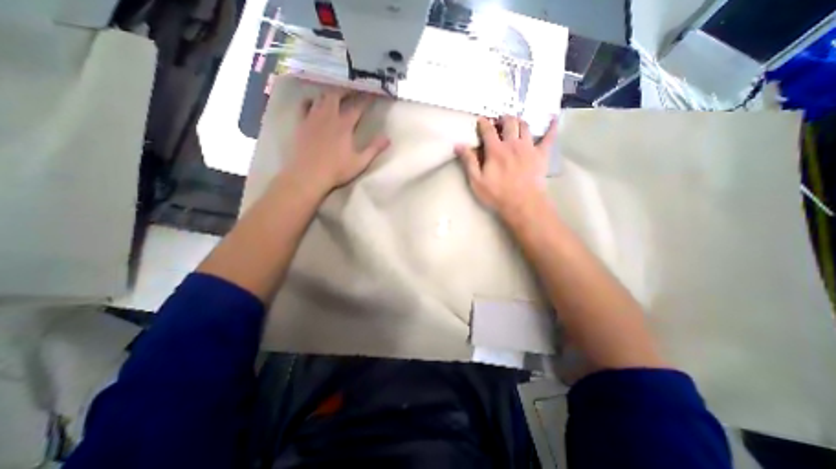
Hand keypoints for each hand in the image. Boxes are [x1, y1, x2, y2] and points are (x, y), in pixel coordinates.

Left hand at [286, 87, 390, 194]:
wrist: (309, 175)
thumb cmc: (337, 170)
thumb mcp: (360, 162)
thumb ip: (374, 149)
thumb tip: (388, 138)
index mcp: (344, 125)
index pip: (357, 107)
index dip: (366, 99)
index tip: (372, 93)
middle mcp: (328, 116)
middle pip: (336, 95)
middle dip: (345, 90)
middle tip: (352, 89)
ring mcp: (312, 118)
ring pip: (320, 97)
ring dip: (329, 94)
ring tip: (335, 95)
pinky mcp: (301, 124)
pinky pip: (304, 105)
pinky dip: (310, 101)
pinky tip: (313, 102)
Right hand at [455, 115, 557, 216]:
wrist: (522, 203)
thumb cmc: (497, 194)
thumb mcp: (477, 181)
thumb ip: (469, 161)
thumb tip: (458, 145)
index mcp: (496, 150)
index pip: (488, 130)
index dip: (484, 123)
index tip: (481, 119)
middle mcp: (513, 144)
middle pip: (509, 123)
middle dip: (503, 119)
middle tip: (500, 120)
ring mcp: (529, 147)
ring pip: (525, 126)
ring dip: (519, 121)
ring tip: (516, 122)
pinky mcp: (541, 154)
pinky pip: (549, 137)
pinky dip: (552, 128)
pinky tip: (554, 119)